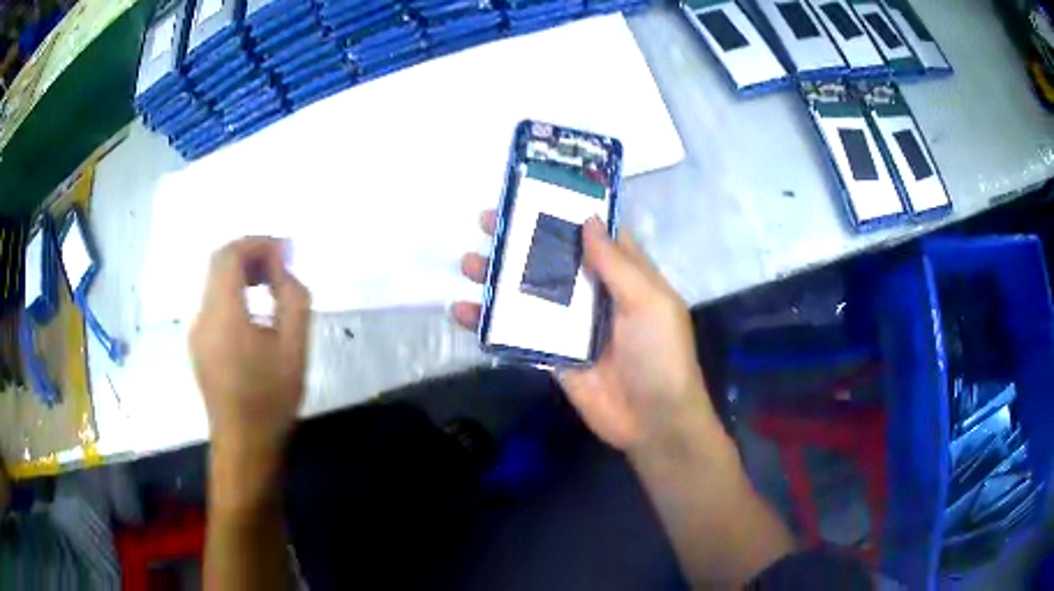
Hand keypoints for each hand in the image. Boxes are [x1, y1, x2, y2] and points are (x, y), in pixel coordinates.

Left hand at [190, 237, 310, 469]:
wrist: (244, 445)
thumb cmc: (271, 399)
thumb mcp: (294, 348)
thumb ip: (293, 299)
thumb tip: (284, 271)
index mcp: (223, 313)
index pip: (230, 255)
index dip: (257, 243)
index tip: (285, 251)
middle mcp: (202, 315)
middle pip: (219, 264)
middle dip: (251, 255)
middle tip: (281, 265)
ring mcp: (197, 331)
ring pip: (215, 283)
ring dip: (242, 274)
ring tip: (272, 287)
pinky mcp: (199, 344)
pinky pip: (214, 304)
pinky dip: (234, 294)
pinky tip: (256, 314)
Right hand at [453, 212, 719, 454]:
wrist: (652, 421)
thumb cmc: (659, 355)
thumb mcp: (648, 302)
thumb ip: (616, 264)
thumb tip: (587, 218)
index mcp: (624, 275)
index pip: (592, 233)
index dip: (565, 211)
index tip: (532, 193)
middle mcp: (594, 293)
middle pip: (552, 258)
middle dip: (520, 239)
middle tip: (485, 222)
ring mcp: (571, 324)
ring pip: (529, 291)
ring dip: (498, 277)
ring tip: (468, 264)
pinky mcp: (552, 353)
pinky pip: (517, 332)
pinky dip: (490, 322)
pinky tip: (464, 312)